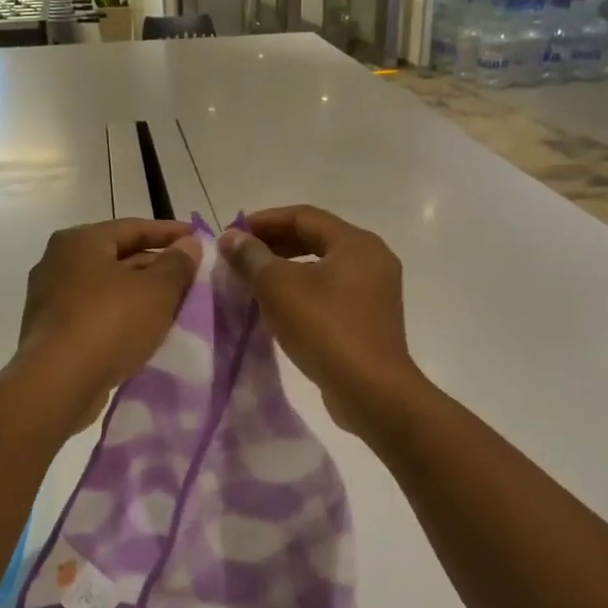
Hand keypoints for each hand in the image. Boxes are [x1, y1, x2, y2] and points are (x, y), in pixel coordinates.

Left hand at [17, 219, 201, 430]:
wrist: (58, 384)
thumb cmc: (109, 323)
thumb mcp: (156, 290)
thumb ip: (177, 264)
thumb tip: (189, 244)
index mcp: (80, 241)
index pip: (133, 227)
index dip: (170, 232)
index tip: (198, 239)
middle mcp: (58, 262)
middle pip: (118, 256)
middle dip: (156, 266)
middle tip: (190, 277)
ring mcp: (50, 298)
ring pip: (107, 288)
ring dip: (139, 294)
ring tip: (174, 305)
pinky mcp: (51, 331)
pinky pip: (95, 314)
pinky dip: (121, 317)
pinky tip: (143, 331)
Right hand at [220, 206, 424, 433]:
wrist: (371, 390)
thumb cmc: (325, 328)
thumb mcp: (279, 287)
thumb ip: (252, 257)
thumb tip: (231, 237)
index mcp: (356, 243)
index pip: (304, 216)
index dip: (265, 221)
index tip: (233, 234)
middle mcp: (372, 259)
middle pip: (316, 238)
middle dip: (275, 244)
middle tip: (240, 256)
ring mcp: (375, 291)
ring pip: (323, 267)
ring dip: (287, 269)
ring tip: (253, 280)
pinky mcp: (370, 319)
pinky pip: (332, 292)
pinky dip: (304, 291)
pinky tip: (279, 307)